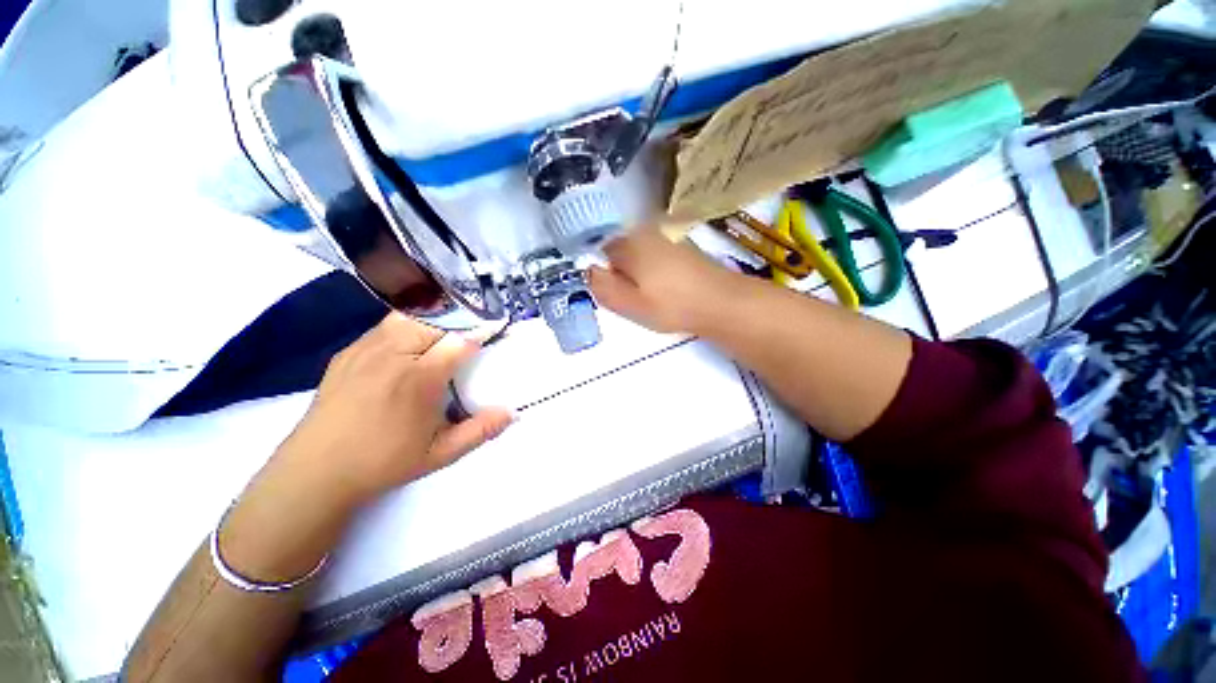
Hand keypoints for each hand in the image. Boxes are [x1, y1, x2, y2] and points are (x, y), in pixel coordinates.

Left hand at [273, 312, 513, 506]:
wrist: (315, 471)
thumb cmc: (383, 462)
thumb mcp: (440, 454)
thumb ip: (480, 431)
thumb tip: (512, 412)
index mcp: (419, 379)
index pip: (460, 340)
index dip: (481, 333)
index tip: (495, 334)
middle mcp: (393, 355)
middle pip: (436, 319)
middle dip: (460, 322)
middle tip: (472, 334)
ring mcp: (366, 349)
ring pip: (409, 315)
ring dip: (433, 320)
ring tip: (443, 336)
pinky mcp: (349, 351)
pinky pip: (386, 325)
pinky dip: (407, 326)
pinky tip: (411, 344)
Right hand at [589, 227, 739, 334]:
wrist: (720, 302)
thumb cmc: (670, 305)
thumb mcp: (628, 303)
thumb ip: (602, 286)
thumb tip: (587, 270)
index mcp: (629, 243)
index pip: (600, 252)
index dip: (603, 274)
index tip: (616, 294)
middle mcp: (645, 232)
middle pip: (619, 251)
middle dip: (620, 273)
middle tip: (634, 298)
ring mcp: (665, 237)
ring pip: (638, 255)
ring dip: (638, 274)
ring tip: (652, 296)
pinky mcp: (681, 247)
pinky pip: (655, 257)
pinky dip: (654, 271)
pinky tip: (666, 289)